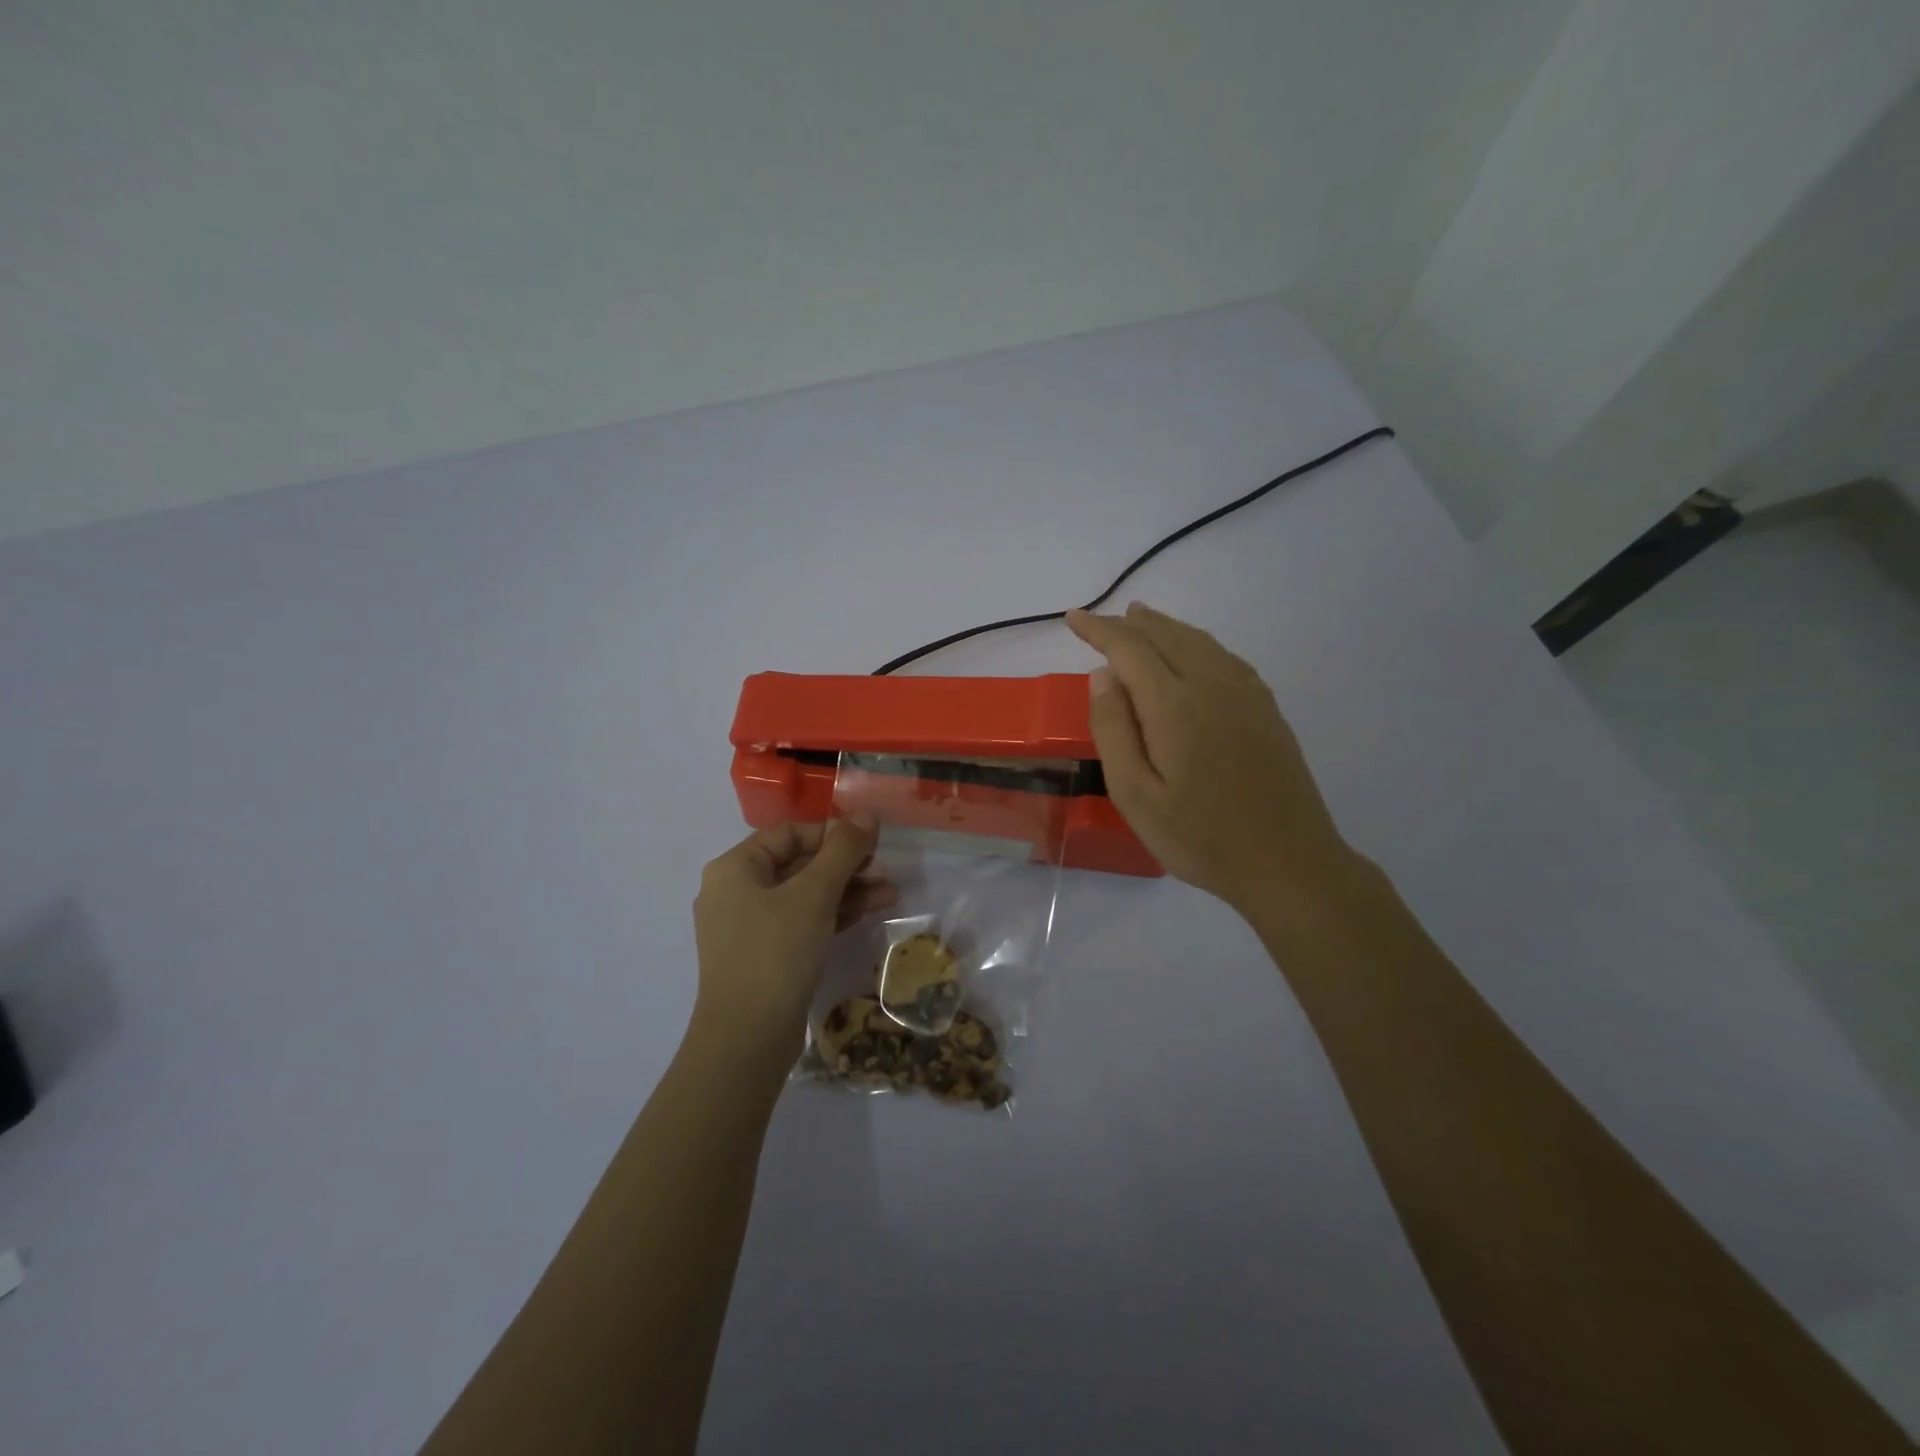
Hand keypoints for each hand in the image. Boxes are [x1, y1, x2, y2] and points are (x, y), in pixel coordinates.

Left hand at [691, 819, 896, 1064]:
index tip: (872, 842)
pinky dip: (832, 915)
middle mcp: (736, 892)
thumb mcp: (814, 895)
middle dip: (845, 865)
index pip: (790, 833)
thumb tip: (866, 814)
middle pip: (798, 863)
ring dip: (846, 890)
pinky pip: (801, 922)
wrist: (746, 1040)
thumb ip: (842, 851)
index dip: (832, 833)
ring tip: (891, 893)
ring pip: (803, 895)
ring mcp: (748, 927)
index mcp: (735, 868)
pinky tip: (869, 912)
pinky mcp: (763, 956)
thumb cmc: (776, 952)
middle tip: (885, 869)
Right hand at [1067, 603, 1358, 913]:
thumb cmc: (1201, 837)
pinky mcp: (1267, 710)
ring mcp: (1246, 695)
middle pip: (1167, 637)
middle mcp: (1213, 685)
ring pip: (1199, 642)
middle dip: (1130, 624)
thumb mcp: (1136, 796)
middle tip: (1103, 619)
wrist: (1288, 863)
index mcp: (1175, 705)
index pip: (1130, 649)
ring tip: (1141, 620)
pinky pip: (1225, 657)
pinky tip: (1194, 653)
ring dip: (1165, 627)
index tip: (1072, 619)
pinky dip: (1198, 643)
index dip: (1099, 630)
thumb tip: (1102, 677)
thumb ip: (1114, 731)